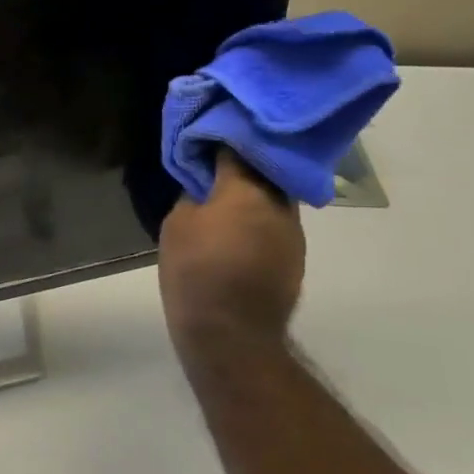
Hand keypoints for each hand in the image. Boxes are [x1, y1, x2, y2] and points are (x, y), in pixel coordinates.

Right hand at [158, 150, 305, 356]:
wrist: (232, 335)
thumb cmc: (195, 272)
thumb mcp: (177, 226)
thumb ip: (193, 195)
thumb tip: (205, 187)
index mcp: (246, 189)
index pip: (235, 147)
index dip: (218, 139)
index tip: (203, 138)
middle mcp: (278, 203)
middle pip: (262, 170)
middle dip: (241, 165)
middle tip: (215, 166)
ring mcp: (293, 232)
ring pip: (273, 197)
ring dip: (253, 193)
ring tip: (226, 199)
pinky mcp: (296, 257)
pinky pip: (276, 224)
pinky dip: (259, 219)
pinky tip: (238, 231)